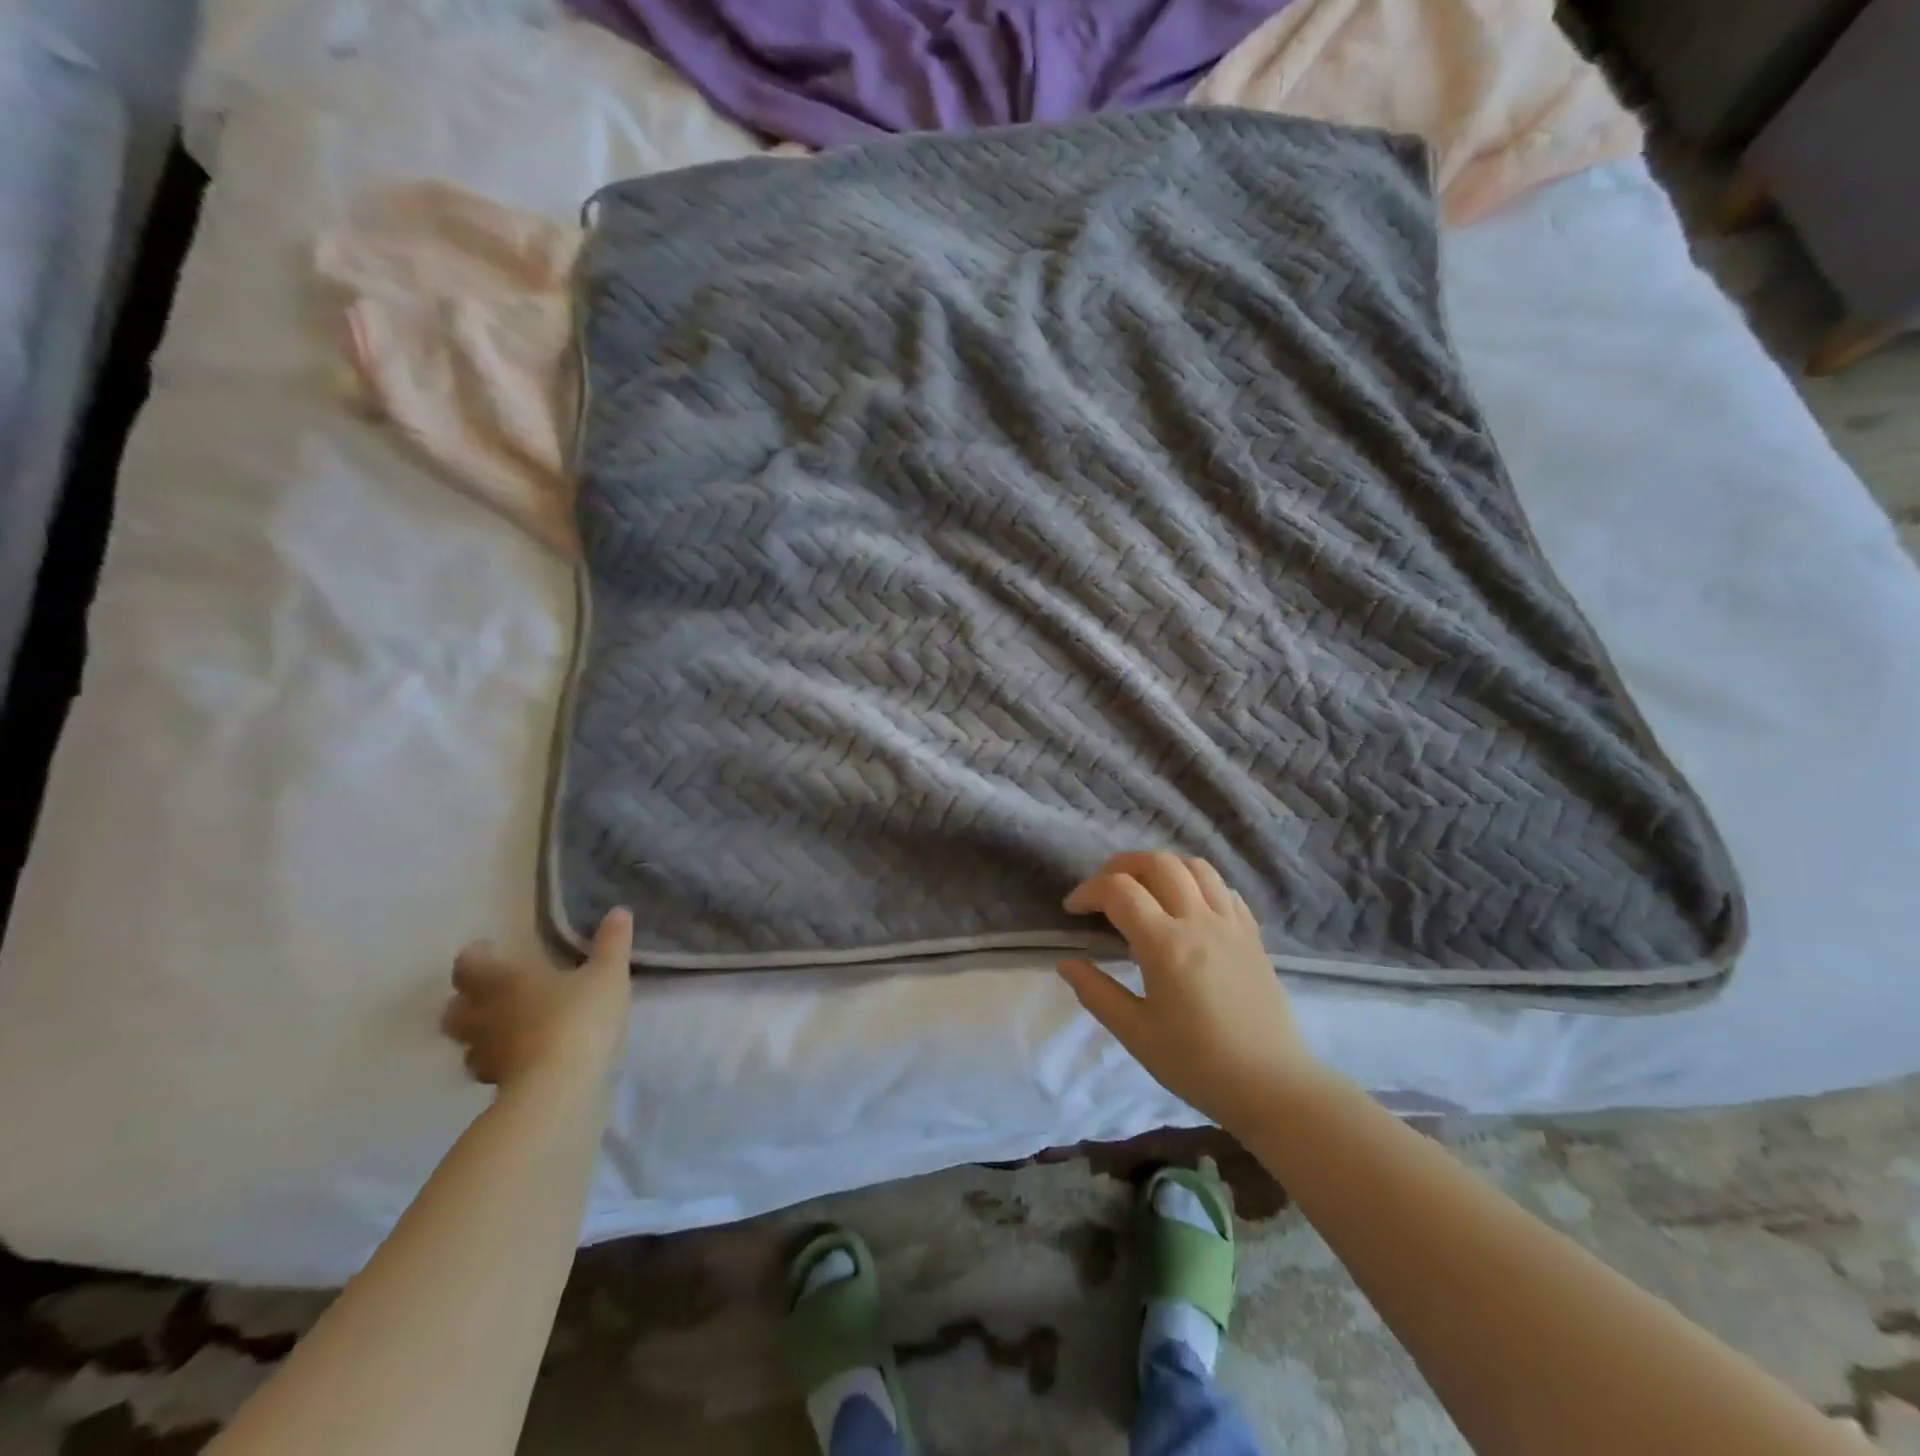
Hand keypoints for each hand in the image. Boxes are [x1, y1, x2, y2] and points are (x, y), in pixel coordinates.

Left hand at [441, 910, 634, 1089]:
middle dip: (468, 998)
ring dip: (479, 1032)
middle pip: (455, 1006)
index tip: (492, 949)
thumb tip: (618, 912)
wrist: (559, 1087)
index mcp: (503, 980)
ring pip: (465, 1041)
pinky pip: (487, 1067)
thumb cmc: (578, 1018)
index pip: (469, 963)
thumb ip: (612, 943)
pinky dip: (498, 1060)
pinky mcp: (495, 1084)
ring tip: (506, 1027)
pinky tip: (521, 1059)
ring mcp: (484, 1053)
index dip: (477, 955)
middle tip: (493, 991)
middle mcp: (483, 1014)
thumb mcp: (607, 974)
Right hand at [1058, 852, 1317, 1135]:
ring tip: (1144, 889)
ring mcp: (1231, 925)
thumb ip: (1096, 992)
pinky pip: (1223, 889)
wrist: (1272, 1087)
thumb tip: (1066, 963)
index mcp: (1166, 944)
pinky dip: (1197, 883)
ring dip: (1161, 867)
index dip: (1088, 891)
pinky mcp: (1252, 935)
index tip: (1073, 910)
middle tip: (1103, 891)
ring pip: (1195, 867)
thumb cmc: (1197, 1064)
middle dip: (1121, 866)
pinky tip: (1186, 907)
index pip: (1119, 891)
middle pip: (1158, 863)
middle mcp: (1199, 921)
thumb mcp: (1135, 1033)